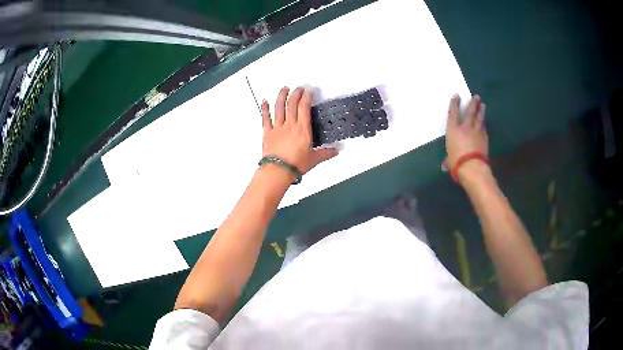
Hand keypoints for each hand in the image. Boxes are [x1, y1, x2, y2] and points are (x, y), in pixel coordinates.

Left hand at [261, 87, 337, 173]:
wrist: (277, 171)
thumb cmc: (296, 165)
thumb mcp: (314, 159)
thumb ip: (326, 153)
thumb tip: (336, 151)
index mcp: (302, 129)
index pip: (305, 107)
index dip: (307, 97)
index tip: (309, 91)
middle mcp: (290, 125)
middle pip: (292, 104)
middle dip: (296, 93)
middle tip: (299, 88)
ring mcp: (277, 127)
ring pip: (279, 107)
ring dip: (281, 96)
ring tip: (284, 89)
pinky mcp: (267, 133)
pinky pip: (265, 118)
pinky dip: (265, 109)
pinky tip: (265, 101)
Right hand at [444, 94, 489, 181]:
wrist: (472, 167)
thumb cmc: (456, 163)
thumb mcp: (449, 161)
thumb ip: (447, 160)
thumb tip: (445, 165)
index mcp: (453, 131)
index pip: (453, 113)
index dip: (454, 104)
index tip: (457, 95)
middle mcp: (465, 128)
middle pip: (469, 112)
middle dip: (472, 103)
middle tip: (476, 96)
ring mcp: (476, 132)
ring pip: (479, 118)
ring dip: (481, 111)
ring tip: (482, 104)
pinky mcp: (484, 139)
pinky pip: (484, 129)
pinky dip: (484, 125)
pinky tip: (485, 123)